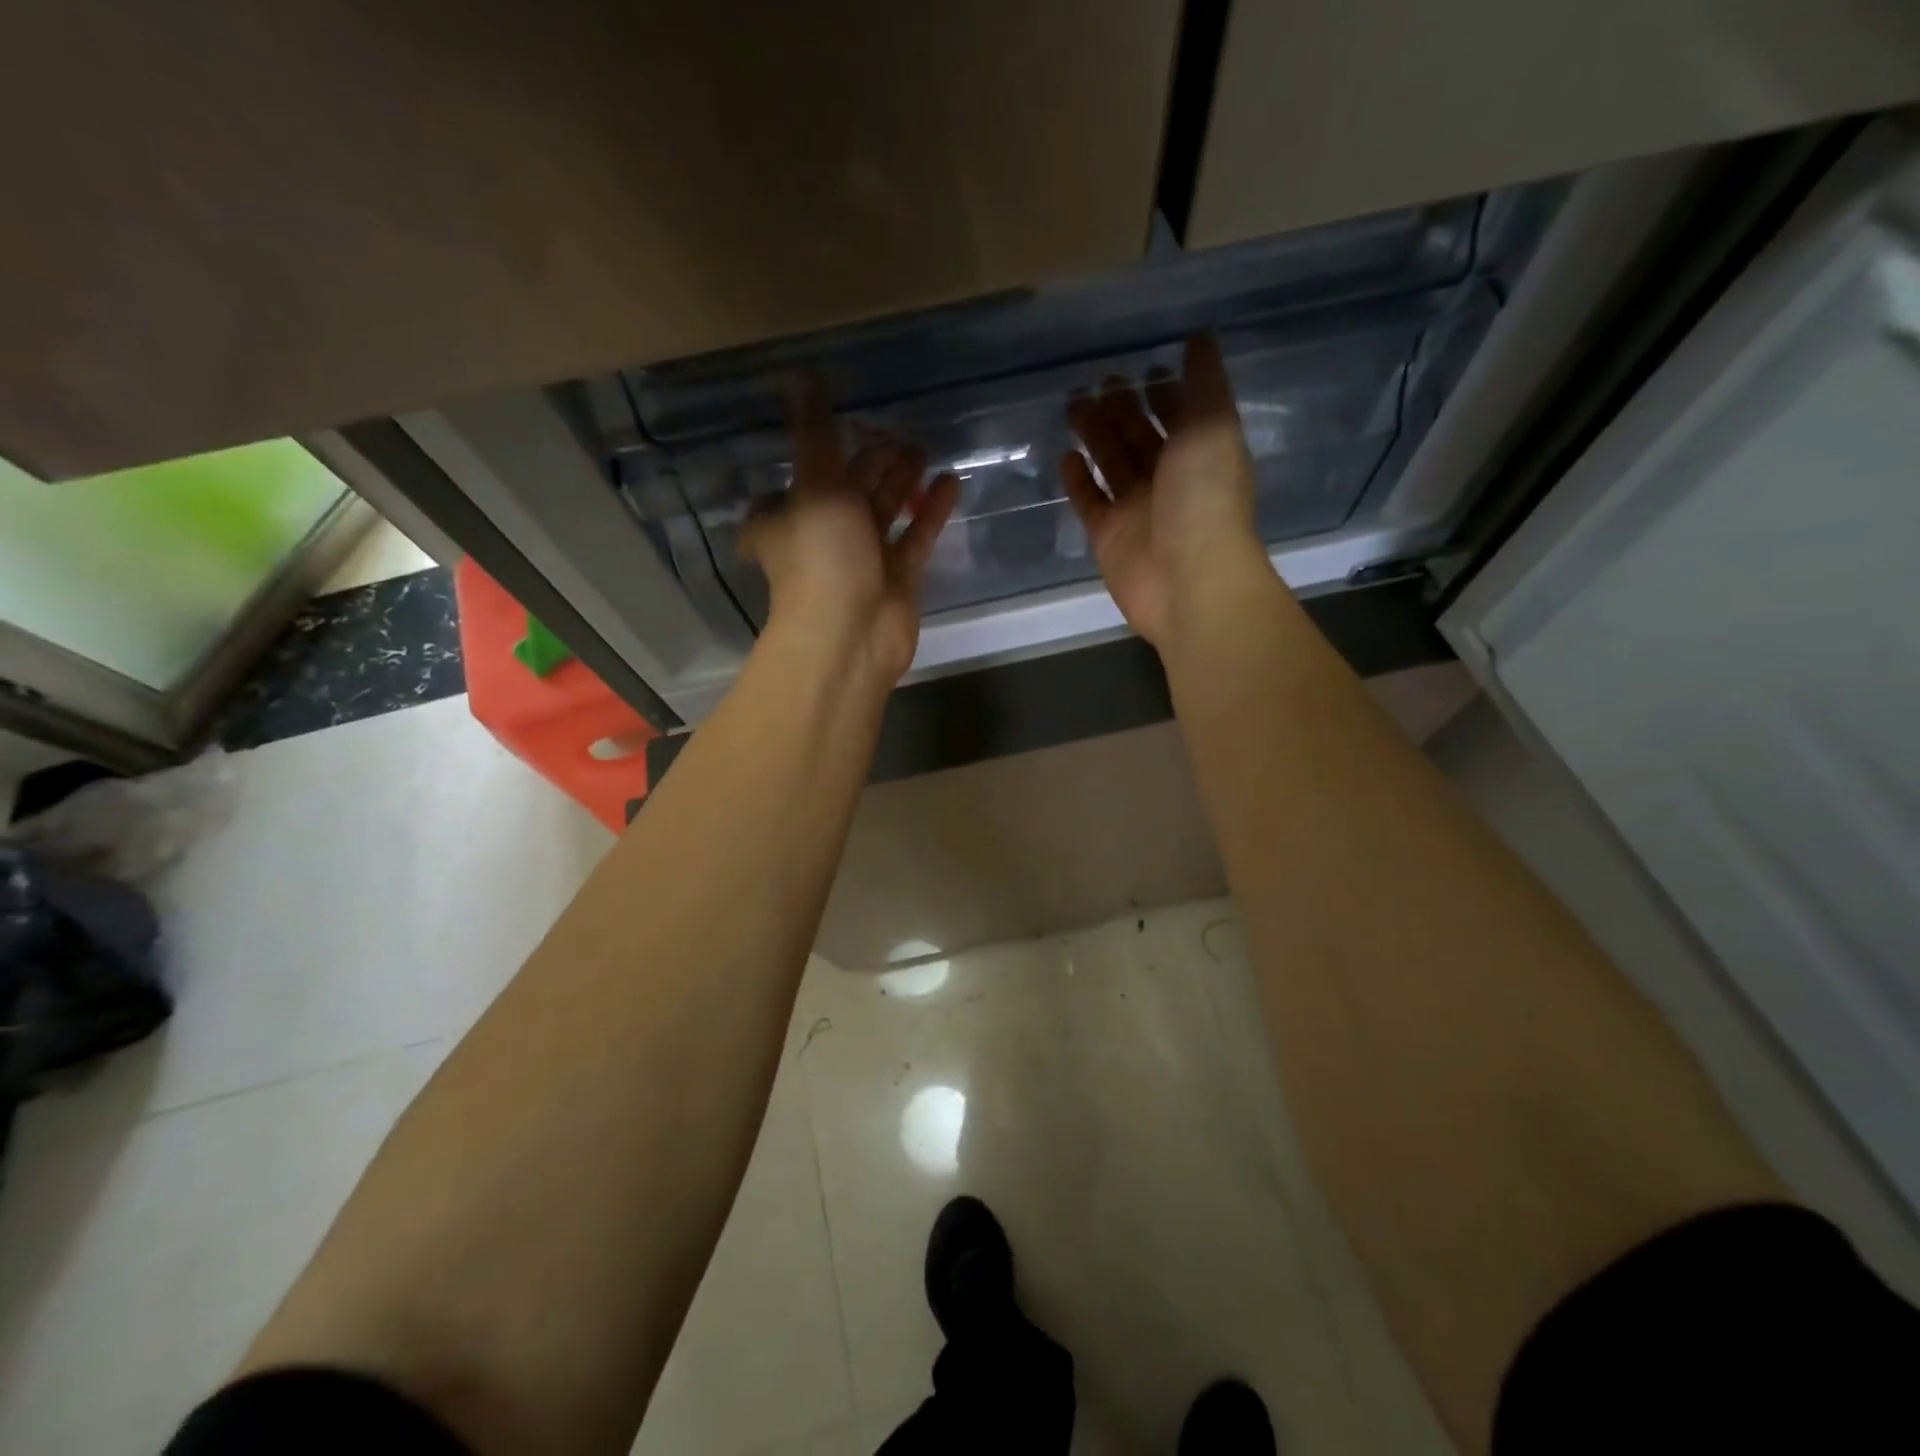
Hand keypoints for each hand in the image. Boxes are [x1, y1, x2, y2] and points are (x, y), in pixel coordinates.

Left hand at [740, 378, 958, 684]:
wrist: (851, 635)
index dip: (808, 458)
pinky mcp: (898, 578)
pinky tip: (951, 480)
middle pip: (846, 491)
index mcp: (784, 518)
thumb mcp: (814, 485)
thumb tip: (803, 375)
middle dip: (869, 462)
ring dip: (901, 481)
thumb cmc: (820, 556)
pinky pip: (915, 537)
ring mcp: (862, 559)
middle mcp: (820, 537)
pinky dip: (930, 511)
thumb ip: (815, 433)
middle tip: (897, 431)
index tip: (832, 426)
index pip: (790, 484)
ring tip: (924, 448)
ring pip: (883, 512)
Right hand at [1062, 333, 1264, 650]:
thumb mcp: (1213, 427)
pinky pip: (1090, 502)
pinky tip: (1066, 457)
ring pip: (1112, 464)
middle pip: (1140, 437)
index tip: (1141, 367)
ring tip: (1073, 405)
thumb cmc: (1204, 498)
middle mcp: (1170, 480)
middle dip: (1121, 408)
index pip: (1180, 415)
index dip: (1163, 392)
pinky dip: (1079, 480)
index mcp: (1201, 453)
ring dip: (1095, 435)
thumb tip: (1200, 339)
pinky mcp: (1109, 536)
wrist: (1187, 579)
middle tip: (1096, 381)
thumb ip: (1205, 384)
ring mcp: (1137, 510)